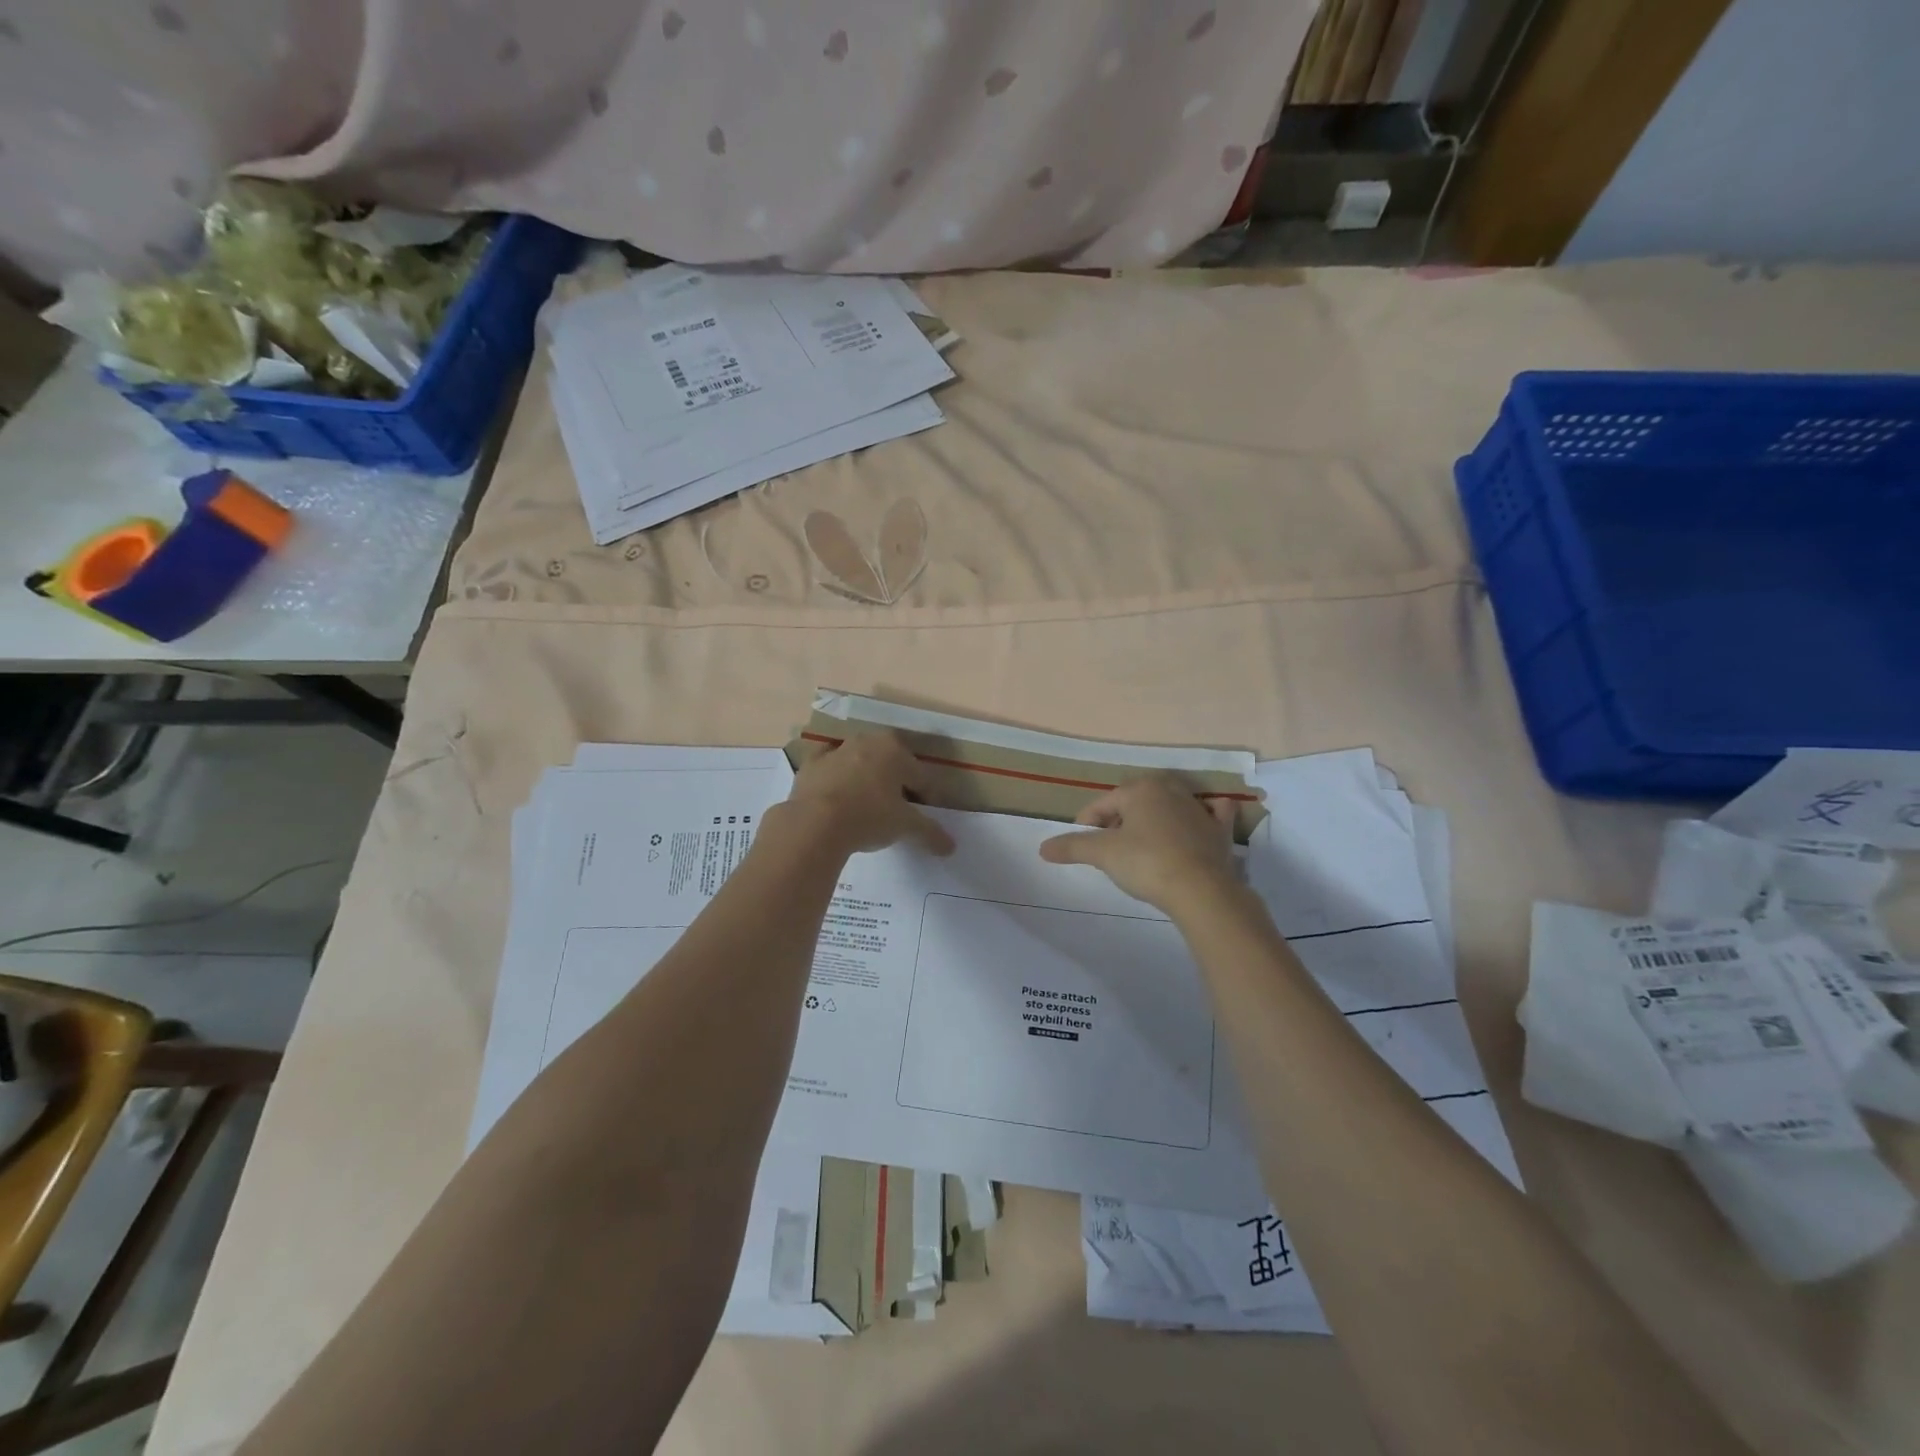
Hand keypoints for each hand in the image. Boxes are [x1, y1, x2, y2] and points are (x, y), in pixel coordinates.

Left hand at [778, 730, 954, 856]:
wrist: (814, 824)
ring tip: (867, 807)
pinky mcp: (811, 764)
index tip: (924, 818)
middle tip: (897, 811)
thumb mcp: (905, 826)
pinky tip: (836, 793)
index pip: (921, 775)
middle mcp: (868, 741)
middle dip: (896, 783)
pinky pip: (829, 766)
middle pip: (890, 764)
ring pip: (859, 762)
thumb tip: (950, 846)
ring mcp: (836, 750)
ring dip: (866, 778)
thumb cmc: (869, 817)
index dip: (927, 798)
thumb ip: (930, 833)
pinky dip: (834, 776)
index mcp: (896, 750)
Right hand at [1038, 776, 1238, 914]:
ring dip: (1153, 819)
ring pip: (1169, 806)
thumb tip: (1043, 848)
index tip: (1081, 845)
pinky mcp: (1220, 830)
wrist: (1202, 891)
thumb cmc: (1147, 863)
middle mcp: (1171, 790)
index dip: (1087, 823)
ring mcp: (1199, 808)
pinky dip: (1205, 815)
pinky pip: (1211, 814)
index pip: (1103, 803)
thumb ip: (1073, 847)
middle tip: (1108, 847)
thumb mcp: (1103, 854)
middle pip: (1134, 802)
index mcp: (1141, 788)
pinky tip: (1202, 820)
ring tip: (1141, 845)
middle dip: (1119, 820)